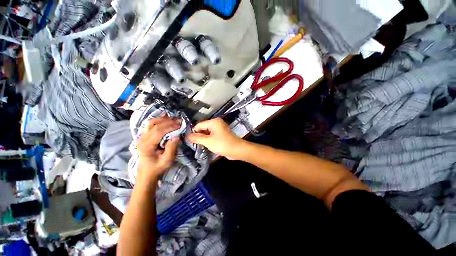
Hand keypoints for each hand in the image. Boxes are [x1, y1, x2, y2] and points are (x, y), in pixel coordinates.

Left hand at [137, 117, 180, 179]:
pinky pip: (150, 125)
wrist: (147, 173)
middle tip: (179, 120)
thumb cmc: (158, 167)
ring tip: (173, 118)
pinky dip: (158, 120)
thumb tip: (177, 136)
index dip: (170, 126)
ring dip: (162, 119)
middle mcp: (142, 139)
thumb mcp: (167, 160)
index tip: (180, 124)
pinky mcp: (143, 136)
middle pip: (154, 125)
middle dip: (168, 121)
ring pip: (150, 122)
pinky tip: (165, 118)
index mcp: (147, 145)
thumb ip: (172, 148)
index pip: (158, 131)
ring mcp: (141, 137)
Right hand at [187, 118, 245, 159]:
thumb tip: (187, 136)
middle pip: (203, 128)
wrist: (237, 150)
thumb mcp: (208, 141)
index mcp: (214, 122)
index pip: (199, 125)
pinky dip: (208, 140)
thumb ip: (197, 138)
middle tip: (193, 144)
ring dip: (203, 139)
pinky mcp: (222, 135)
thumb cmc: (222, 144)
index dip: (193, 132)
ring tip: (198, 146)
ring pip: (207, 133)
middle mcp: (217, 123)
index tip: (188, 140)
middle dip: (199, 136)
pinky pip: (212, 136)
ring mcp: (220, 129)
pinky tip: (205, 146)